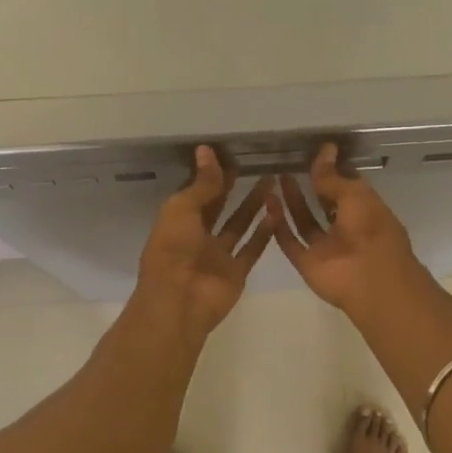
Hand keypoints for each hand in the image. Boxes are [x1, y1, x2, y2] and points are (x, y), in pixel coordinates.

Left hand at [134, 146, 274, 339]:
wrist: (179, 302)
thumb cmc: (173, 250)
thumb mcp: (183, 209)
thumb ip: (201, 184)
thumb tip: (207, 150)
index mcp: (178, 221)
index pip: (196, 192)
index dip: (211, 174)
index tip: (230, 154)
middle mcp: (197, 237)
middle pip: (218, 207)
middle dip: (233, 187)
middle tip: (254, 164)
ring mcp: (218, 255)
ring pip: (239, 225)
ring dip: (253, 205)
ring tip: (272, 182)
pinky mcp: (236, 272)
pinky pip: (252, 249)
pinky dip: (265, 233)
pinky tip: (278, 213)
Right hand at [267, 143, 430, 319]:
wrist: (369, 279)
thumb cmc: (370, 229)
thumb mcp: (354, 194)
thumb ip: (333, 176)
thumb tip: (325, 149)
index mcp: (365, 211)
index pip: (346, 187)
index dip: (332, 171)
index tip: (315, 154)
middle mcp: (346, 228)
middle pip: (324, 204)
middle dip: (309, 186)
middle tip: (289, 165)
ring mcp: (326, 248)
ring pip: (305, 222)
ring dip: (292, 202)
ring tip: (275, 179)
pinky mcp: (308, 263)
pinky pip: (291, 243)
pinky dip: (279, 226)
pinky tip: (267, 205)